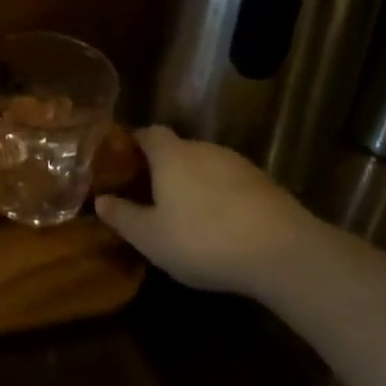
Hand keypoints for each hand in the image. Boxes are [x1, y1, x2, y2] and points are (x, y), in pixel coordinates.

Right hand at [95, 126, 319, 294]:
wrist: (284, 253)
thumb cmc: (203, 239)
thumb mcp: (150, 237)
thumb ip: (122, 216)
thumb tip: (100, 200)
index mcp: (170, 154)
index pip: (147, 132)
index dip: (134, 145)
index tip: (123, 165)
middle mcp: (203, 149)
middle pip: (177, 149)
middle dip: (163, 169)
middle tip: (151, 197)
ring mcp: (238, 164)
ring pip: (206, 167)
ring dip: (195, 184)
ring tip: (187, 215)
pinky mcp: (266, 184)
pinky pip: (232, 184)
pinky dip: (222, 198)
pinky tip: (222, 226)